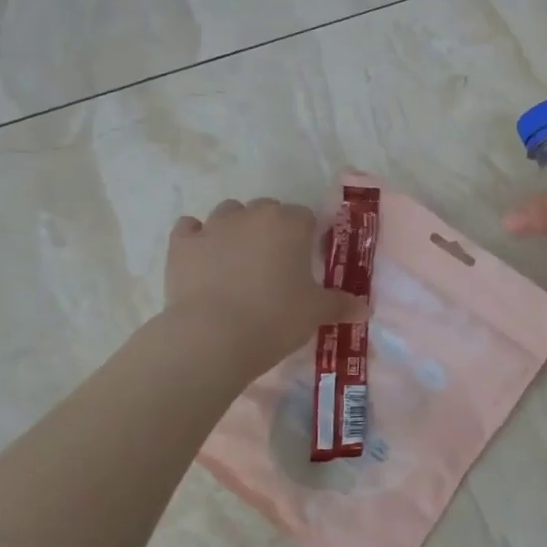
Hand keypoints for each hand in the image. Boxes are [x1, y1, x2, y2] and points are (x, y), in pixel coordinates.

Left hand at [164, 198, 368, 377]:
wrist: (213, 337)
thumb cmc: (275, 318)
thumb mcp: (316, 313)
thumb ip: (341, 305)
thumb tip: (365, 308)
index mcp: (289, 223)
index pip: (305, 217)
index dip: (306, 238)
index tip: (305, 263)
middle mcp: (252, 215)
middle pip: (267, 210)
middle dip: (271, 230)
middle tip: (274, 266)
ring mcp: (213, 226)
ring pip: (228, 214)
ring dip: (235, 230)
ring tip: (238, 263)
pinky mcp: (181, 244)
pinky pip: (190, 229)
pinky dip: (197, 239)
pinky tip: (202, 261)